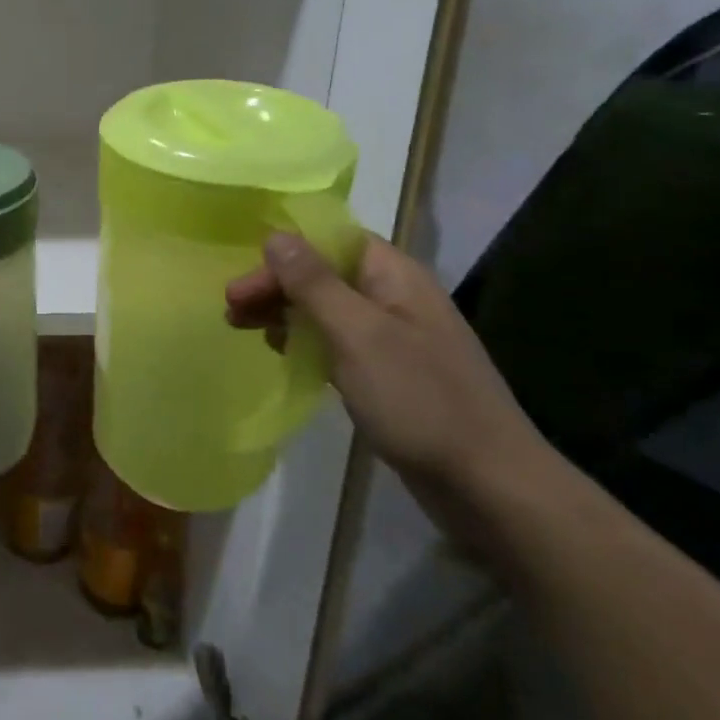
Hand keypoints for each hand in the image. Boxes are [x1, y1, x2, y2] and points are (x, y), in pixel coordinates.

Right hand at [226, 232, 551, 541]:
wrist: (489, 485)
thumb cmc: (420, 400)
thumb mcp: (358, 335)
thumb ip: (314, 283)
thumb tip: (277, 234)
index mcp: (395, 276)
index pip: (330, 240)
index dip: (283, 253)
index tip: (243, 280)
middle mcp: (395, 297)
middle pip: (324, 273)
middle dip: (276, 285)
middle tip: (231, 309)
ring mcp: (394, 338)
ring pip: (327, 309)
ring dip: (285, 312)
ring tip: (244, 329)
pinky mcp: (390, 374)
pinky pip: (338, 342)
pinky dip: (306, 342)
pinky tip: (283, 354)